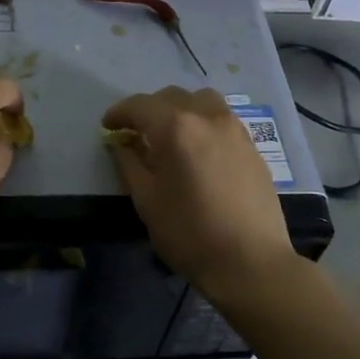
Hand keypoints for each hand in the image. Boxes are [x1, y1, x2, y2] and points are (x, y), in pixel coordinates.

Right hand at [102, 87, 297, 301]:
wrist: (250, 261)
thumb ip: (130, 164)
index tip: (108, 127)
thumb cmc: (189, 234)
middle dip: (148, 110)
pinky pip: (221, 119)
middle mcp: (207, 117)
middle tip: (134, 133)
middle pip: (171, 97)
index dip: (119, 113)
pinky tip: (197, 150)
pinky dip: (202, 123)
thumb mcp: (147, 201)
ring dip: (179, 110)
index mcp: (176, 128)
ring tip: (169, 135)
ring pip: (201, 101)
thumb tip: (122, 143)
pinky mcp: (252, 145)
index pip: (139, 106)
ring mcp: (235, 129)